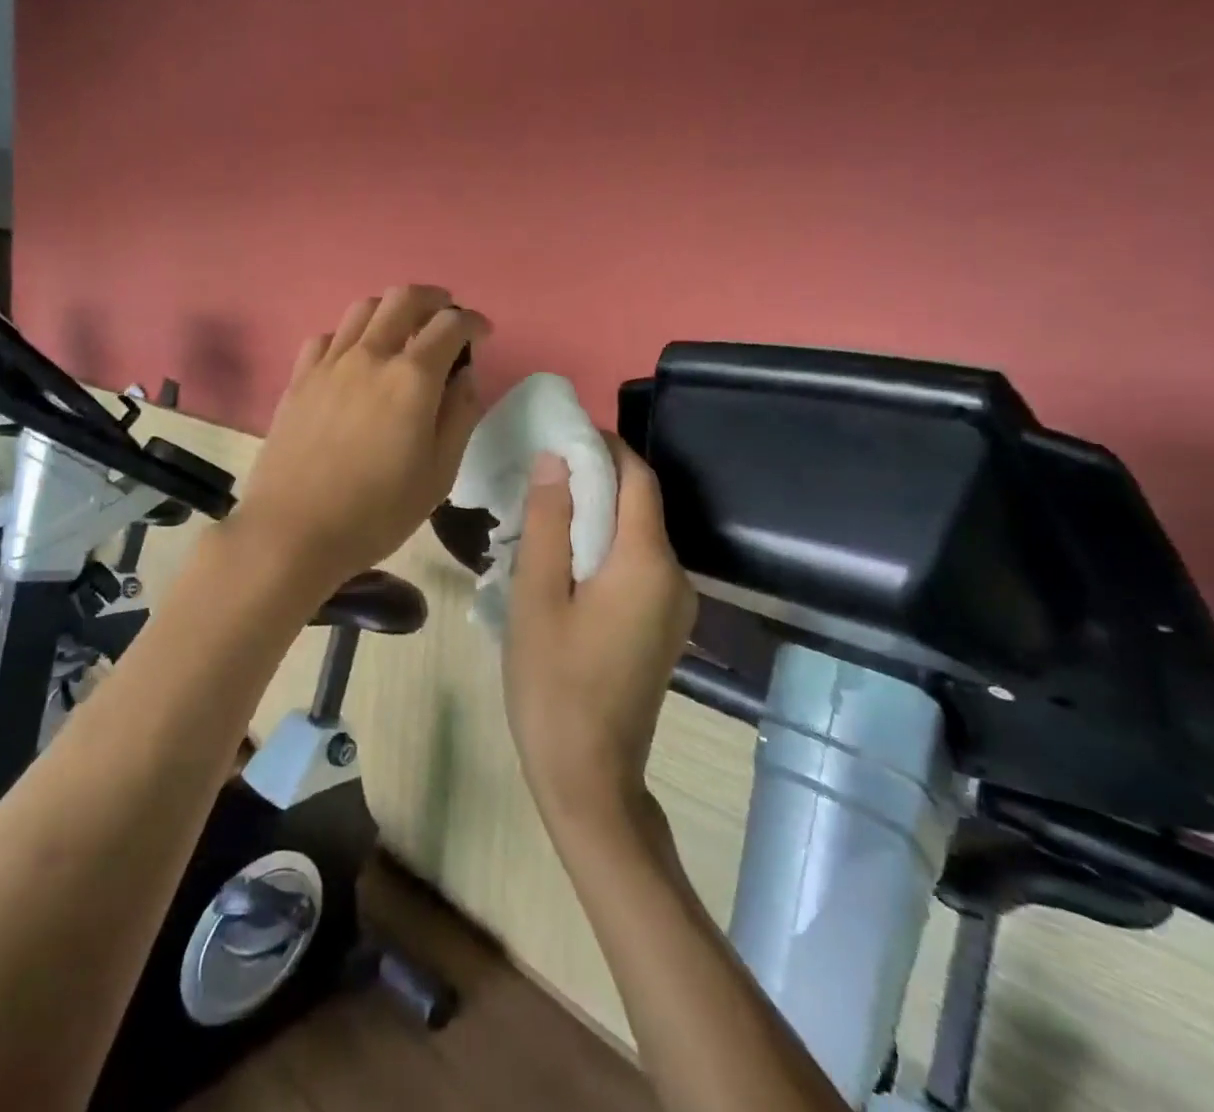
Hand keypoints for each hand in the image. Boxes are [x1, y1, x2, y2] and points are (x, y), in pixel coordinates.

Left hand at [231, 286, 488, 592]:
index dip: (473, 322)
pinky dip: (351, 335)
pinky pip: (328, 336)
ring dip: (392, 310)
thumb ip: (459, 416)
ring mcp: (328, 364)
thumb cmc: (377, 512)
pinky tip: (355, 359)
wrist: (293, 531)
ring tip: (403, 333)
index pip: (450, 325)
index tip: (482, 334)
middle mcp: (370, 356)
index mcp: (412, 378)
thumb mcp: (439, 474)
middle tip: (447, 318)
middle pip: (404, 298)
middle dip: (435, 299)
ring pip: (363, 308)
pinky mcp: (299, 379)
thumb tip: (464, 376)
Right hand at [505, 434, 697, 822]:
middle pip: (640, 505)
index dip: (604, 447)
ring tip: (543, 517)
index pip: (638, 478)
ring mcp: (676, 606)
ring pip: (638, 537)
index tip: (561, 435)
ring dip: (596, 517)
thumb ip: (550, 521)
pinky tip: (564, 563)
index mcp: (648, 563)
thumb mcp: (537, 596)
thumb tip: (557, 459)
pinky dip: (604, 550)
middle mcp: (676, 577)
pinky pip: (638, 568)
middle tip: (540, 476)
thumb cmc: (552, 683)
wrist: (589, 777)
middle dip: (596, 480)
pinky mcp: (665, 628)